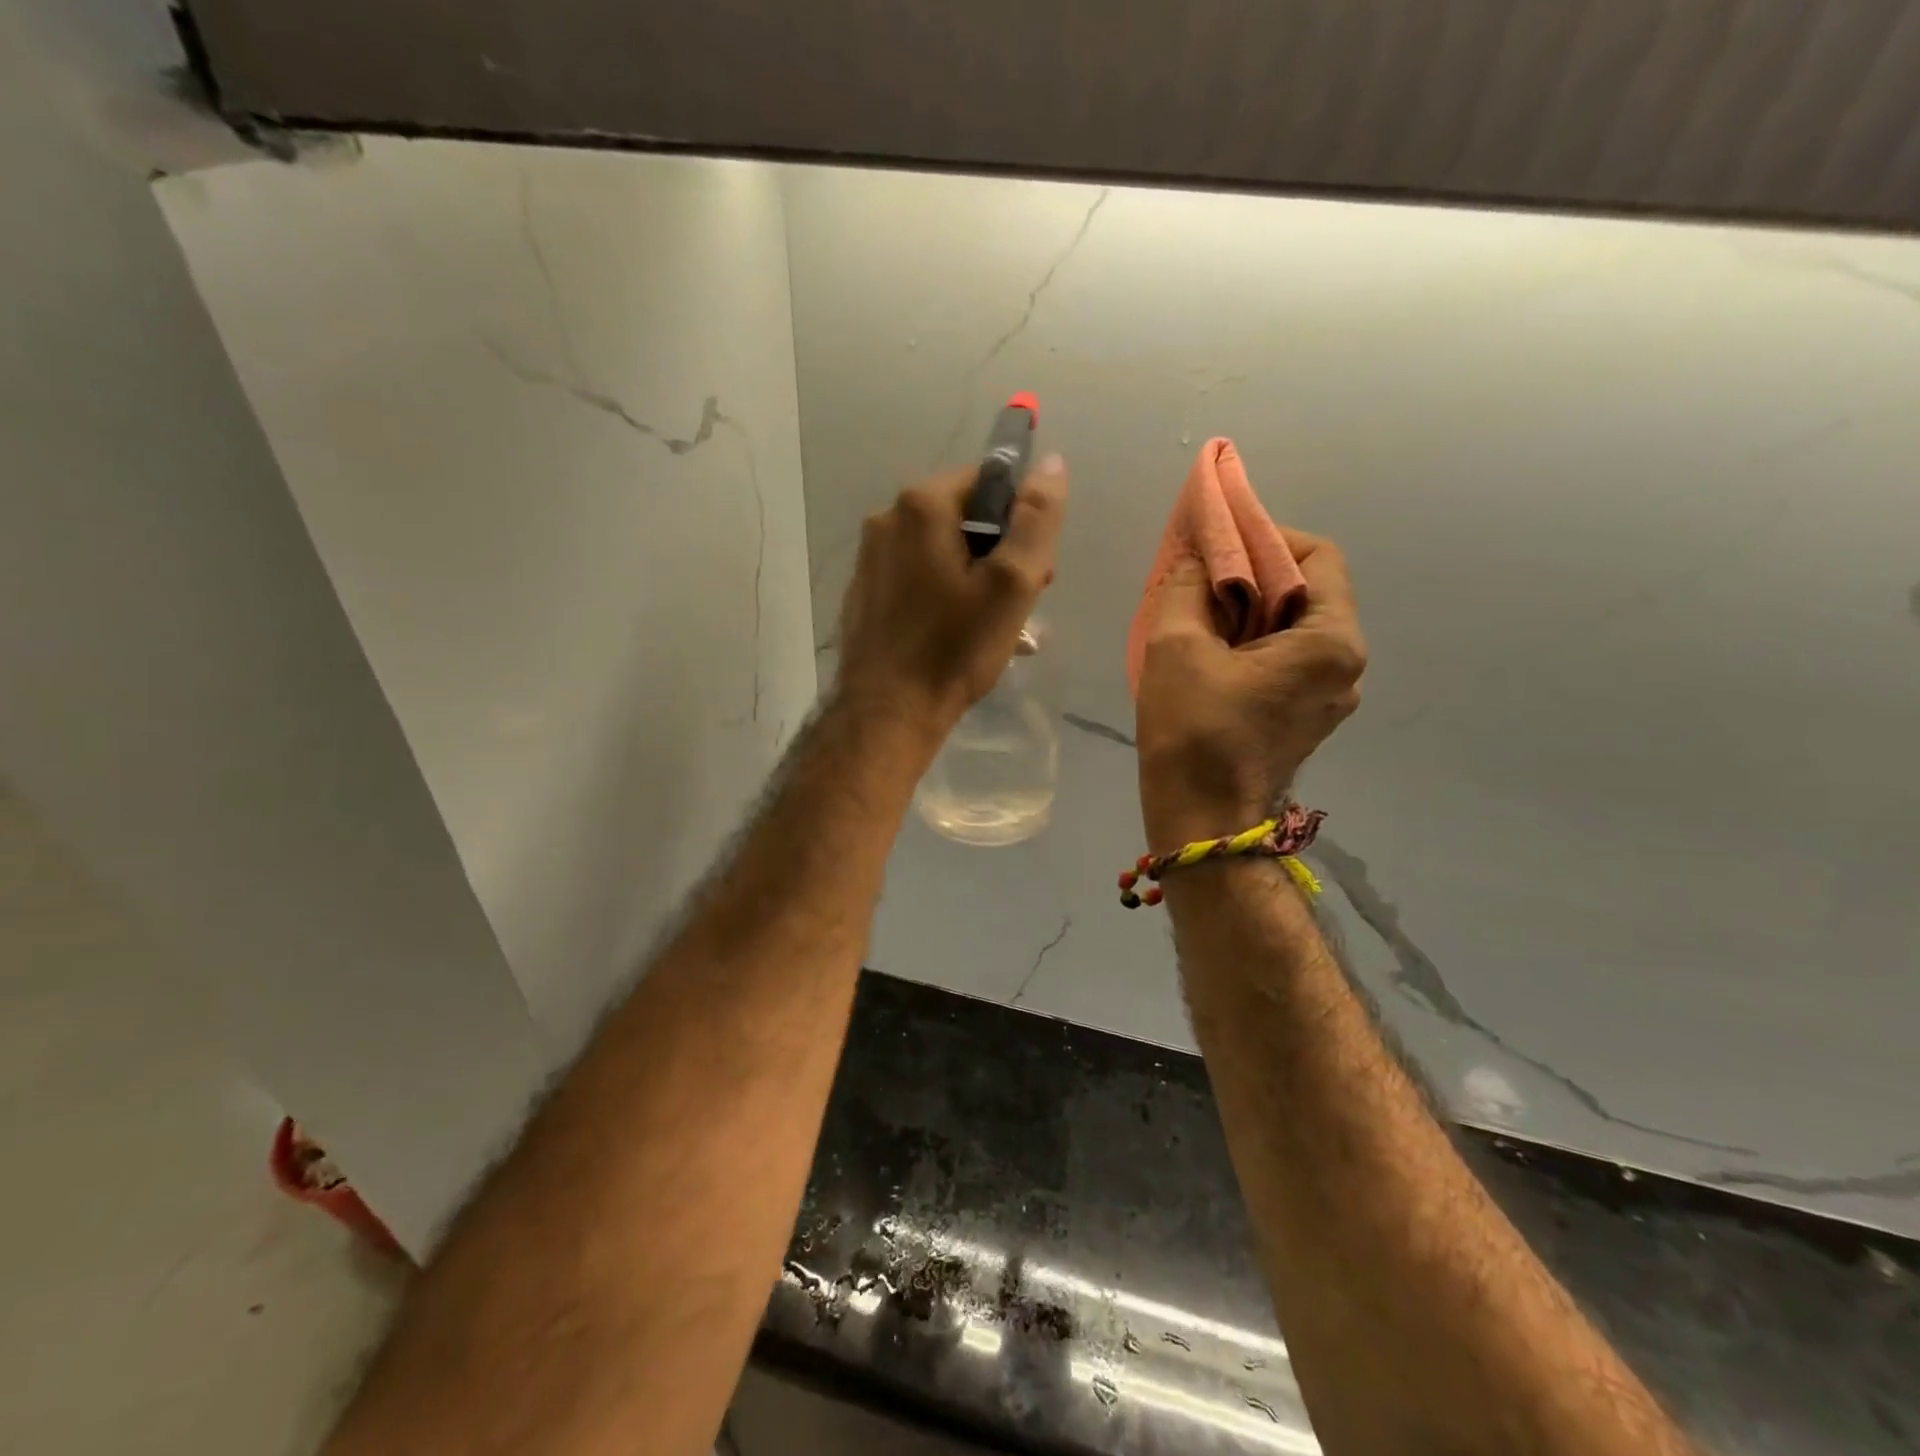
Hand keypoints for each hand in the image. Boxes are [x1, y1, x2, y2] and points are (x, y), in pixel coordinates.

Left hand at [835, 455, 1068, 738]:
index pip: (988, 482)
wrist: (888, 712)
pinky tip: (956, 633)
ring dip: (974, 577)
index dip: (1020, 521)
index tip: (1033, 569)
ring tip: (991, 625)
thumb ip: (1036, 520)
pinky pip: (916, 577)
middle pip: (963, 517)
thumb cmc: (954, 648)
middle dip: (999, 552)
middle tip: (1018, 604)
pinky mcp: (865, 591)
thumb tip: (1051, 464)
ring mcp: (870, 557)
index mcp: (921, 505)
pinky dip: (942, 593)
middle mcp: (886, 519)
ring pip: (940, 550)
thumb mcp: (1011, 584)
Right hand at [1135, 529, 1364, 851]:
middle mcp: (1346, 665)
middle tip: (1199, 577)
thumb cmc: (1192, 732)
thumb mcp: (1175, 645)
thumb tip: (1195, 557)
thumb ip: (1186, 585)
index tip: (1217, 544)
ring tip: (1198, 615)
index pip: (1317, 555)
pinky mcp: (1306, 718)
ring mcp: (1330, 696)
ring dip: (1248, 610)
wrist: (1201, 823)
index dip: (1266, 536)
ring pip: (1293, 627)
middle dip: (1252, 574)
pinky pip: (1285, 660)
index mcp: (1331, 641)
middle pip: (1307, 591)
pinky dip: (1251, 644)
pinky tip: (1210, 653)